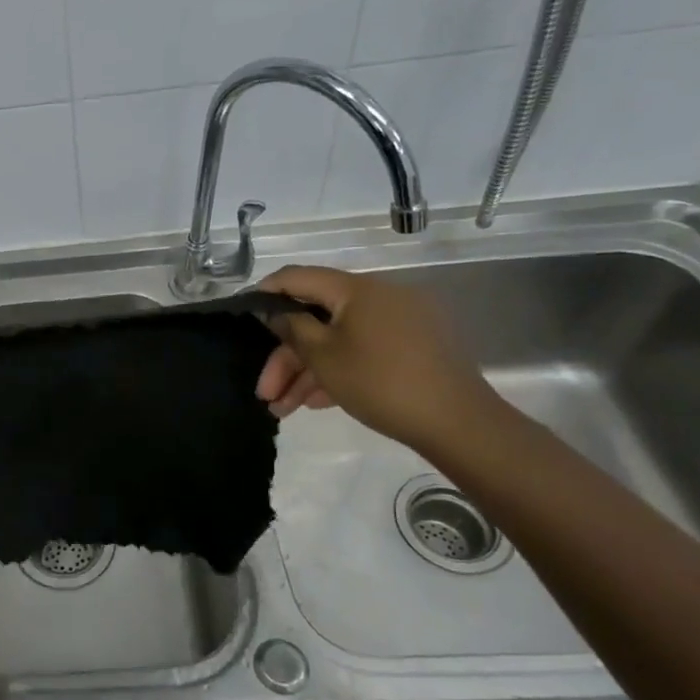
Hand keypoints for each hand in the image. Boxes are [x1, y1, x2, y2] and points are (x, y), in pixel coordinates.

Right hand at [254, 265, 499, 454]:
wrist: (457, 422)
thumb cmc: (380, 382)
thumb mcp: (323, 356)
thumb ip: (292, 327)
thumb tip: (274, 310)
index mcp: (357, 289)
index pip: (298, 277)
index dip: (266, 292)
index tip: (242, 313)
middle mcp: (379, 297)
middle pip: (317, 318)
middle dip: (286, 357)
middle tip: (265, 391)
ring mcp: (399, 322)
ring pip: (338, 340)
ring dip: (307, 372)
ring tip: (283, 411)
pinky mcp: (413, 348)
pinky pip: (363, 350)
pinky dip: (337, 371)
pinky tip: (316, 403)